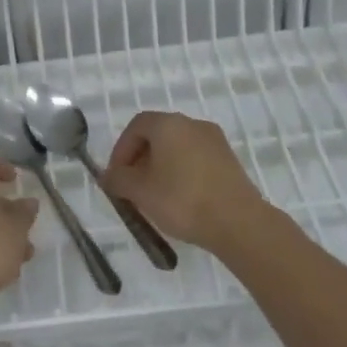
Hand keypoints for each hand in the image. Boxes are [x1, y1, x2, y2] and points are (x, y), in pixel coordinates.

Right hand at [102, 111, 272, 257]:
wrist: (238, 222)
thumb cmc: (182, 200)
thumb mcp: (140, 192)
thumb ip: (118, 179)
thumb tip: (108, 176)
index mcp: (168, 124)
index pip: (136, 126)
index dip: (121, 149)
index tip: (116, 176)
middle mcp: (192, 124)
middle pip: (157, 134)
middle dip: (140, 158)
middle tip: (133, 186)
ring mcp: (215, 141)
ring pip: (178, 147)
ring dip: (161, 166)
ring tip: (155, 195)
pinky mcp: (229, 160)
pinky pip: (196, 159)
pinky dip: (182, 172)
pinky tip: (181, 198)